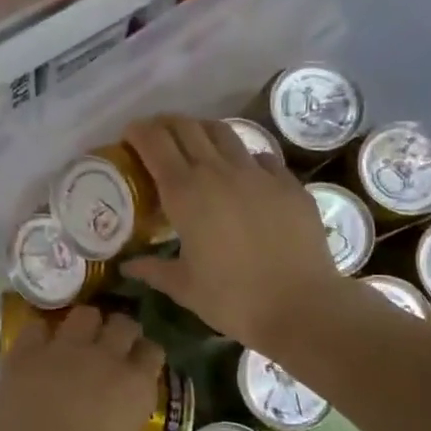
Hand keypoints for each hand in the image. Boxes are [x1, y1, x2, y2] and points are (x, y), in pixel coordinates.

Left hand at [0, 306, 165, 430]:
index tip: (137, 361)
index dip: (143, 355)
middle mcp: (105, 357)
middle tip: (107, 347)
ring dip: (83, 326)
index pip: (151, 351)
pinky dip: (39, 336)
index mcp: (136, 386)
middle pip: (121, 324)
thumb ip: (122, 422)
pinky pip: (36, 327)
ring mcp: (64, 350)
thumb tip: (112, 420)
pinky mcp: (25, 354)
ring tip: (74, 341)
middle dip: (118, 332)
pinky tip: (37, 350)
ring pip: (83, 315)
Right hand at [121, 115, 350, 357]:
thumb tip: (128, 266)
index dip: (138, 132)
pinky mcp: (288, 182)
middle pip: (186, 127)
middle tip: (157, 137)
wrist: (302, 306)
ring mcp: (257, 173)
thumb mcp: (184, 287)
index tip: (129, 136)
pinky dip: (243, 156)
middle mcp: (218, 171)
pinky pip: (260, 156)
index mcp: (184, 192)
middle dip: (166, 124)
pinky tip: (243, 173)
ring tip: (196, 145)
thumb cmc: (233, 299)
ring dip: (202, 131)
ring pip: (223, 132)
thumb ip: (153, 270)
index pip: (154, 142)